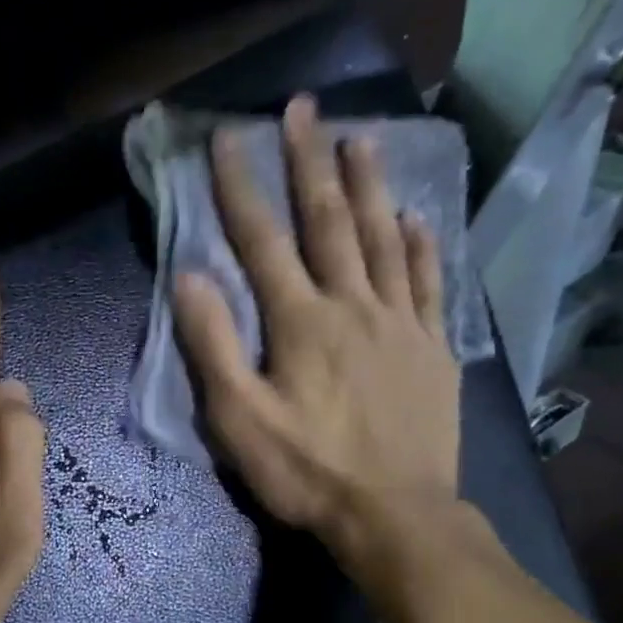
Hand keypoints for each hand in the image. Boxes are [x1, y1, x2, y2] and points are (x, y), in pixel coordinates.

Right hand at [172, 95, 471, 606]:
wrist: (394, 513)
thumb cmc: (308, 472)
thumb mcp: (240, 420)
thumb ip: (213, 347)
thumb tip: (189, 278)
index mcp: (300, 323)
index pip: (262, 242)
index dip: (241, 187)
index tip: (228, 137)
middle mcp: (352, 306)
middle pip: (328, 222)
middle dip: (309, 162)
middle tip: (303, 108)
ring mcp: (401, 323)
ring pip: (382, 240)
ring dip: (369, 186)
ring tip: (361, 136)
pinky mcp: (433, 347)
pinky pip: (428, 282)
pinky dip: (420, 245)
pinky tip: (415, 218)